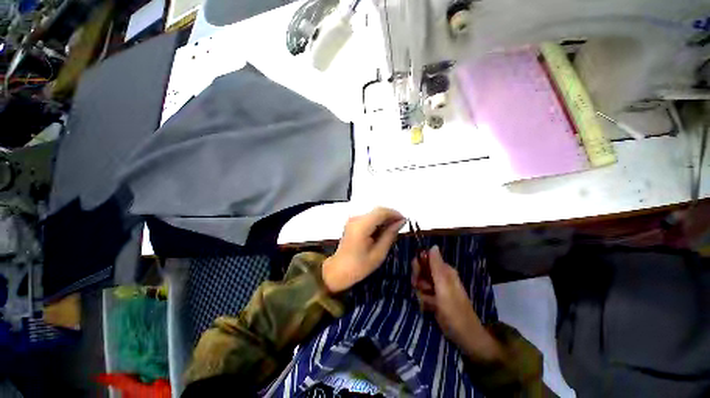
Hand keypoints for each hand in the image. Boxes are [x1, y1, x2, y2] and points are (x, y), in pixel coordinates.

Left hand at [322, 207, 405, 292]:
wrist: (338, 271)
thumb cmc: (359, 266)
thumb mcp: (378, 253)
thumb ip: (390, 234)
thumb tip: (401, 221)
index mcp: (361, 226)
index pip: (381, 212)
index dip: (394, 213)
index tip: (405, 221)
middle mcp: (356, 219)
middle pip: (377, 211)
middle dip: (390, 216)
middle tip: (400, 226)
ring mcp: (353, 220)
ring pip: (374, 214)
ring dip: (385, 219)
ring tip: (393, 230)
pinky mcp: (353, 223)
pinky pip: (369, 218)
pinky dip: (378, 222)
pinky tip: (383, 231)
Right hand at [413, 246, 501, 361]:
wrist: (465, 338)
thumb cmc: (455, 312)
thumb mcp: (444, 288)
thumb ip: (437, 267)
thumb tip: (433, 245)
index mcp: (445, 271)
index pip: (425, 259)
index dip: (418, 266)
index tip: (416, 276)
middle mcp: (441, 277)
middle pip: (421, 271)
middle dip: (418, 280)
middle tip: (422, 290)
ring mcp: (438, 289)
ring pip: (420, 283)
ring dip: (420, 292)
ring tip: (428, 302)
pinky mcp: (435, 299)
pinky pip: (423, 294)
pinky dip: (423, 300)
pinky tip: (428, 307)